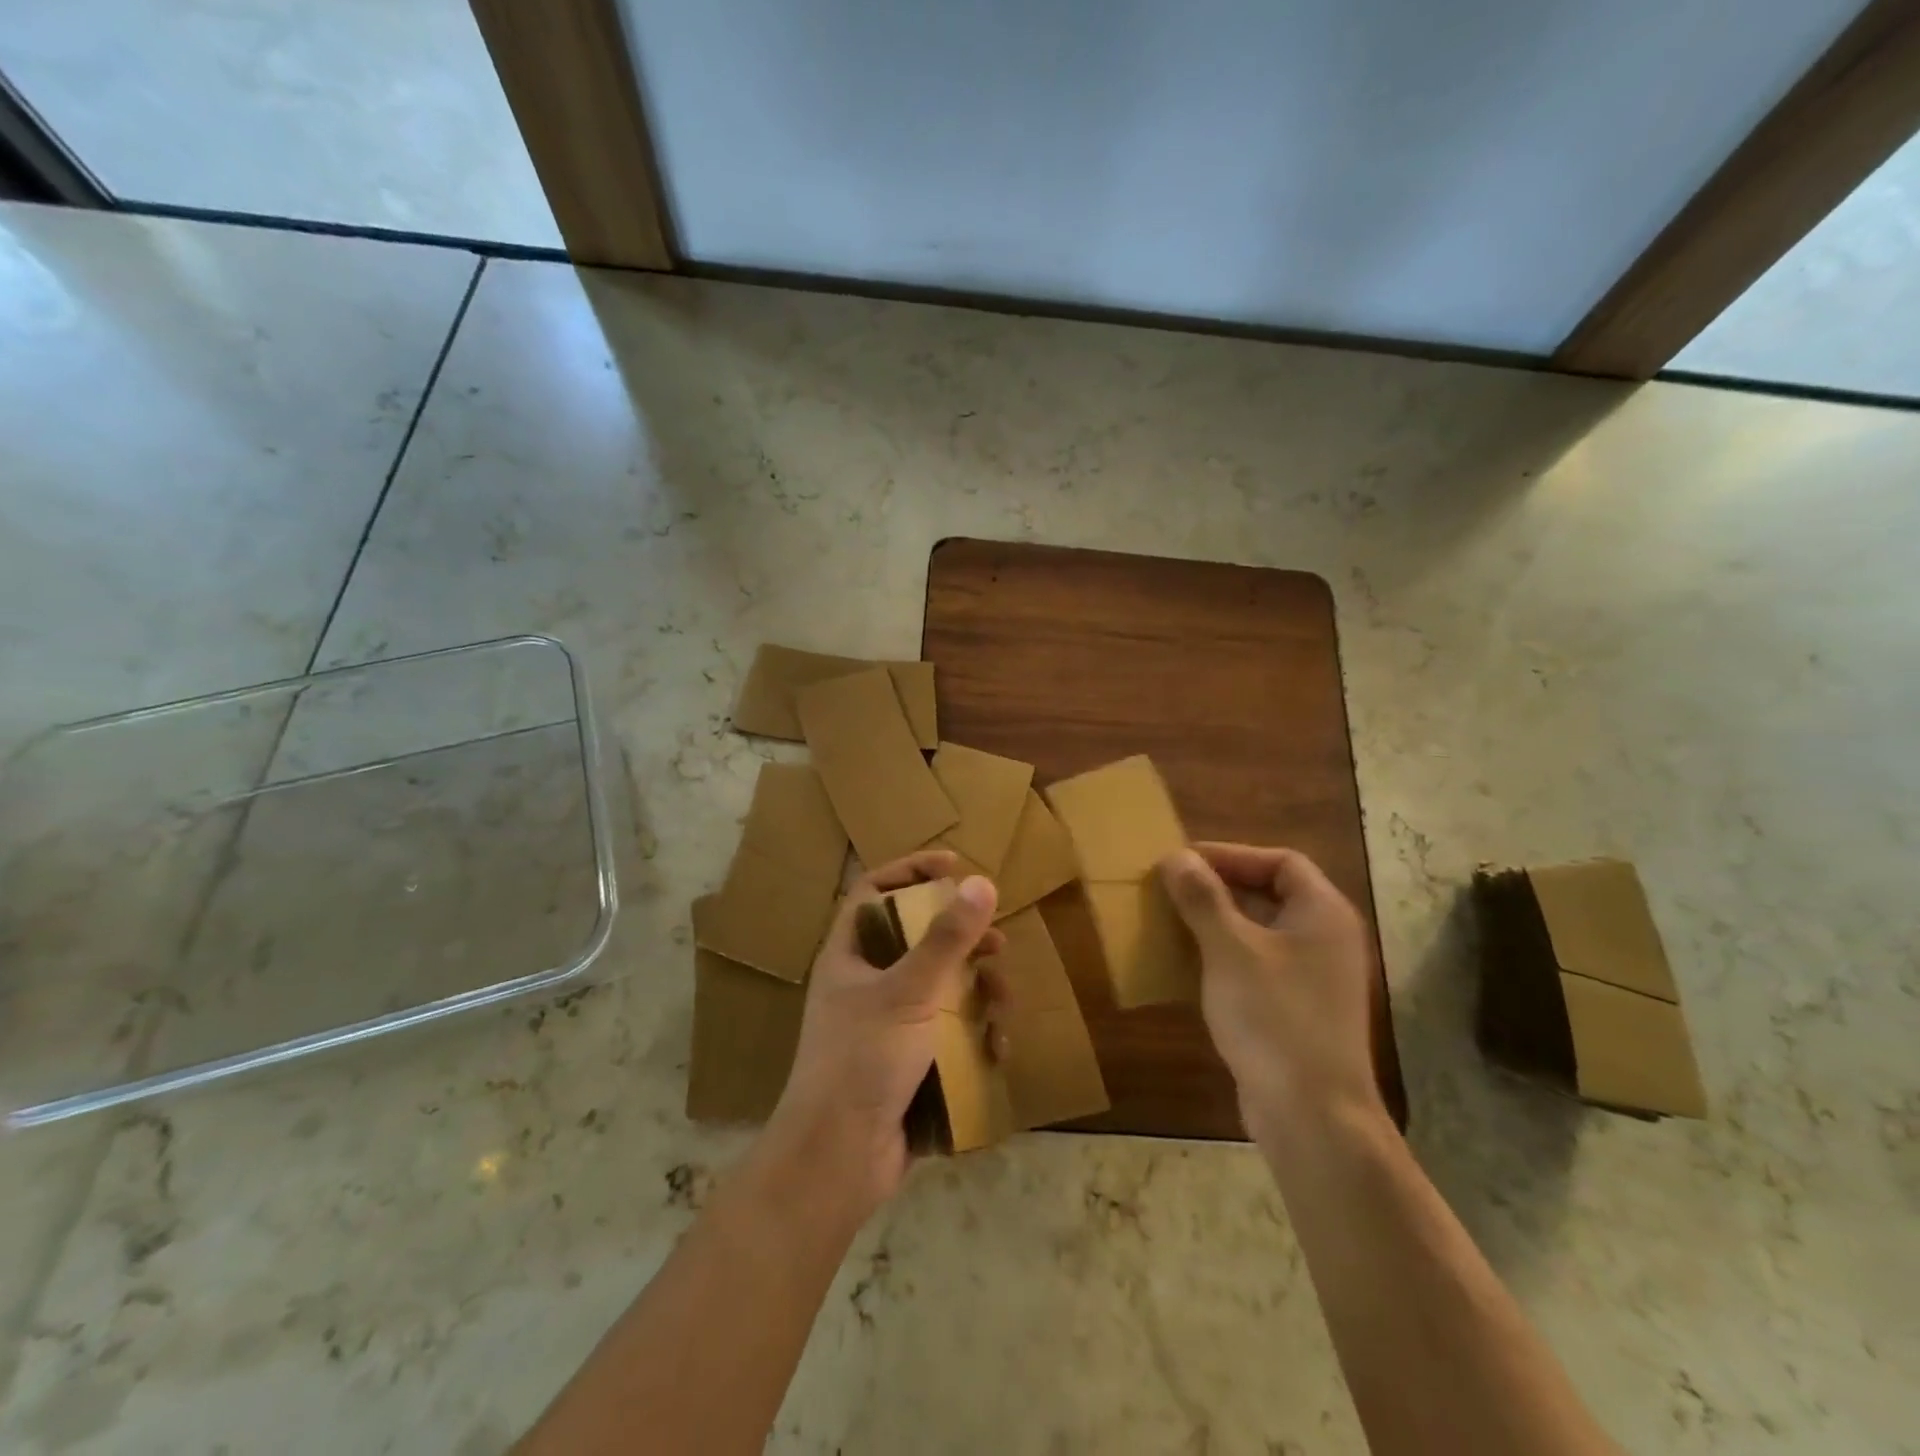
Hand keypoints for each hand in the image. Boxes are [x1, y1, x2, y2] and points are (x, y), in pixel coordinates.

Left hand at [766, 850, 1003, 1218]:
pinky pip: (949, 1031)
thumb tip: (981, 881)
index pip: (875, 892)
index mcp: (850, 955)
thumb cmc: (862, 1059)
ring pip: (942, 987)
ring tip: (1003, 1002)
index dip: (911, 871)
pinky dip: (974, 1033)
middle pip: (919, 939)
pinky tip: (996, 1047)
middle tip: (996, 943)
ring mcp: (889, 1024)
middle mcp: (867, 982)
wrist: (839, 1160)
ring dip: (978, 991)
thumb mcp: (908, 992)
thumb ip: (947, 938)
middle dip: (962, 940)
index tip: (953, 864)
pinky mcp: (910, 1060)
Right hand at [1159, 843, 1381, 1138]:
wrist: (1312, 1115)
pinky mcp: (1296, 1010)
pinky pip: (1256, 966)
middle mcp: (1324, 939)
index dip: (1231, 855)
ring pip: (1260, 932)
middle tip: (1170, 889)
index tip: (1184, 861)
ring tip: (1170, 921)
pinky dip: (1223, 957)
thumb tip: (1176, 857)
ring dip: (1216, 922)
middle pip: (1270, 893)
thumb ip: (1203, 898)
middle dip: (1218, 887)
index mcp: (1322, 914)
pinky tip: (1187, 966)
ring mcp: (1312, 978)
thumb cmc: (1274, 1017)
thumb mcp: (1230, 949)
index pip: (1280, 861)